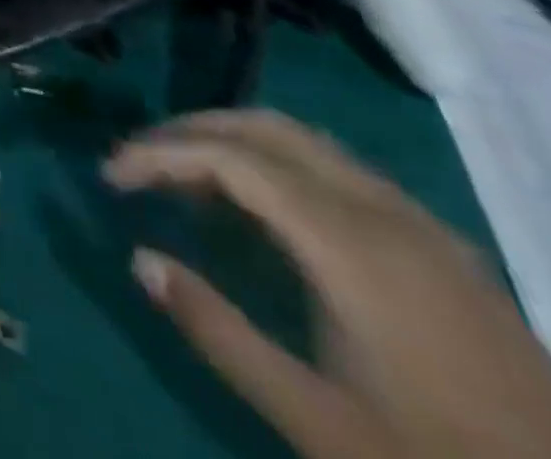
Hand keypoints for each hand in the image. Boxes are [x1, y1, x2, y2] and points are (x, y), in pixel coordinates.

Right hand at [106, 110, 550, 458]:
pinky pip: (336, 170)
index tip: (111, 175)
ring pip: (303, 141)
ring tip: (184, 175)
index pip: (231, 158)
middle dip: (191, 130)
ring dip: (233, 140)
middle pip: (266, 128)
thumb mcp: (319, 421)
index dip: (161, 154)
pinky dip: (276, 164)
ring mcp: (418, 223)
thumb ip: (219, 332)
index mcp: (351, 243)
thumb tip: (138, 257)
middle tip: (138, 160)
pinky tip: (261, 212)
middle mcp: (382, 210)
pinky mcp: (439, 245)